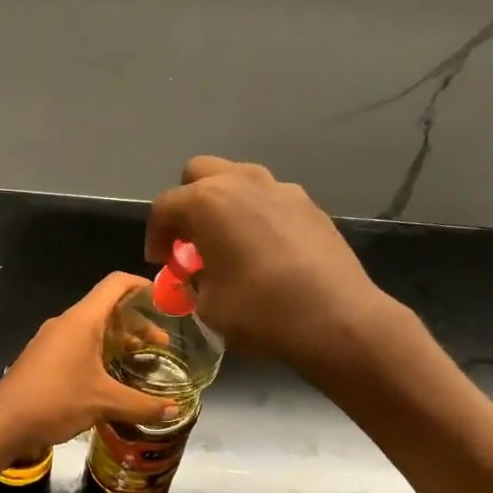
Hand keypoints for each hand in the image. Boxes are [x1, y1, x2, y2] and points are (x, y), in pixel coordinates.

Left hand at [0, 273, 178, 454]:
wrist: (4, 423)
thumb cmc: (56, 401)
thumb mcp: (104, 402)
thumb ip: (142, 404)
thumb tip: (174, 409)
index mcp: (82, 320)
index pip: (116, 284)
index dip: (143, 285)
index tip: (166, 301)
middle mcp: (66, 323)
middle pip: (107, 308)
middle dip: (137, 323)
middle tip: (160, 346)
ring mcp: (51, 339)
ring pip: (92, 328)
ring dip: (118, 340)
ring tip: (140, 362)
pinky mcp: (43, 357)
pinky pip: (77, 344)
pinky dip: (99, 351)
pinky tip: (110, 377)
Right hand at [146, 157, 394, 372]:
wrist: (337, 318)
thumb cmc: (260, 311)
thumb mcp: (207, 305)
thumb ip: (194, 279)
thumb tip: (200, 273)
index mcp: (208, 202)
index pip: (165, 206)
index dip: (155, 235)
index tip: (160, 262)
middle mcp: (243, 182)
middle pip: (200, 173)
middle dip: (187, 203)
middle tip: (190, 241)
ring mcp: (282, 189)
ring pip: (239, 180)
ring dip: (224, 204)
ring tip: (228, 243)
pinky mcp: (310, 205)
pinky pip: (270, 200)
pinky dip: (257, 216)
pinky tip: (265, 252)